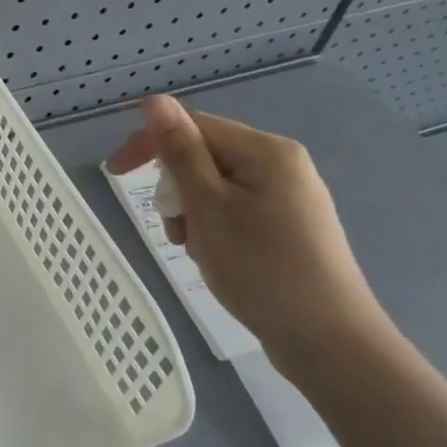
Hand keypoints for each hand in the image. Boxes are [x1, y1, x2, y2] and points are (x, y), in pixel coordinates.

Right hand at [106, 94, 391, 378]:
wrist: (331, 345)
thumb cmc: (262, 269)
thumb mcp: (208, 207)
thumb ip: (180, 151)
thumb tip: (155, 101)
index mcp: (266, 151)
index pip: (193, 126)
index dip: (149, 144)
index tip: (114, 173)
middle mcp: (282, 165)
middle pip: (206, 156)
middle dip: (177, 189)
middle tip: (173, 229)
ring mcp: (291, 198)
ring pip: (218, 188)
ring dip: (193, 213)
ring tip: (196, 251)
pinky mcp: (292, 228)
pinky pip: (237, 211)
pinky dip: (216, 229)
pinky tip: (218, 259)